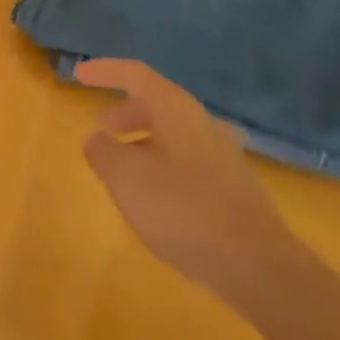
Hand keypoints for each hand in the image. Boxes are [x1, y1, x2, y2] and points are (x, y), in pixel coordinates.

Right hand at [77, 58, 303, 306]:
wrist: (261, 269)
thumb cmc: (183, 209)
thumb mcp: (125, 177)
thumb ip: (102, 151)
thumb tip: (98, 139)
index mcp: (176, 110)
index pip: (135, 74)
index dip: (105, 70)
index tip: (79, 75)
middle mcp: (203, 124)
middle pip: (158, 104)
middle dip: (126, 113)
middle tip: (104, 130)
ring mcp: (226, 158)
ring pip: (176, 136)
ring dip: (146, 143)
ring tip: (126, 169)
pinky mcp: (237, 192)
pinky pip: (191, 164)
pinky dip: (166, 168)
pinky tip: (158, 201)